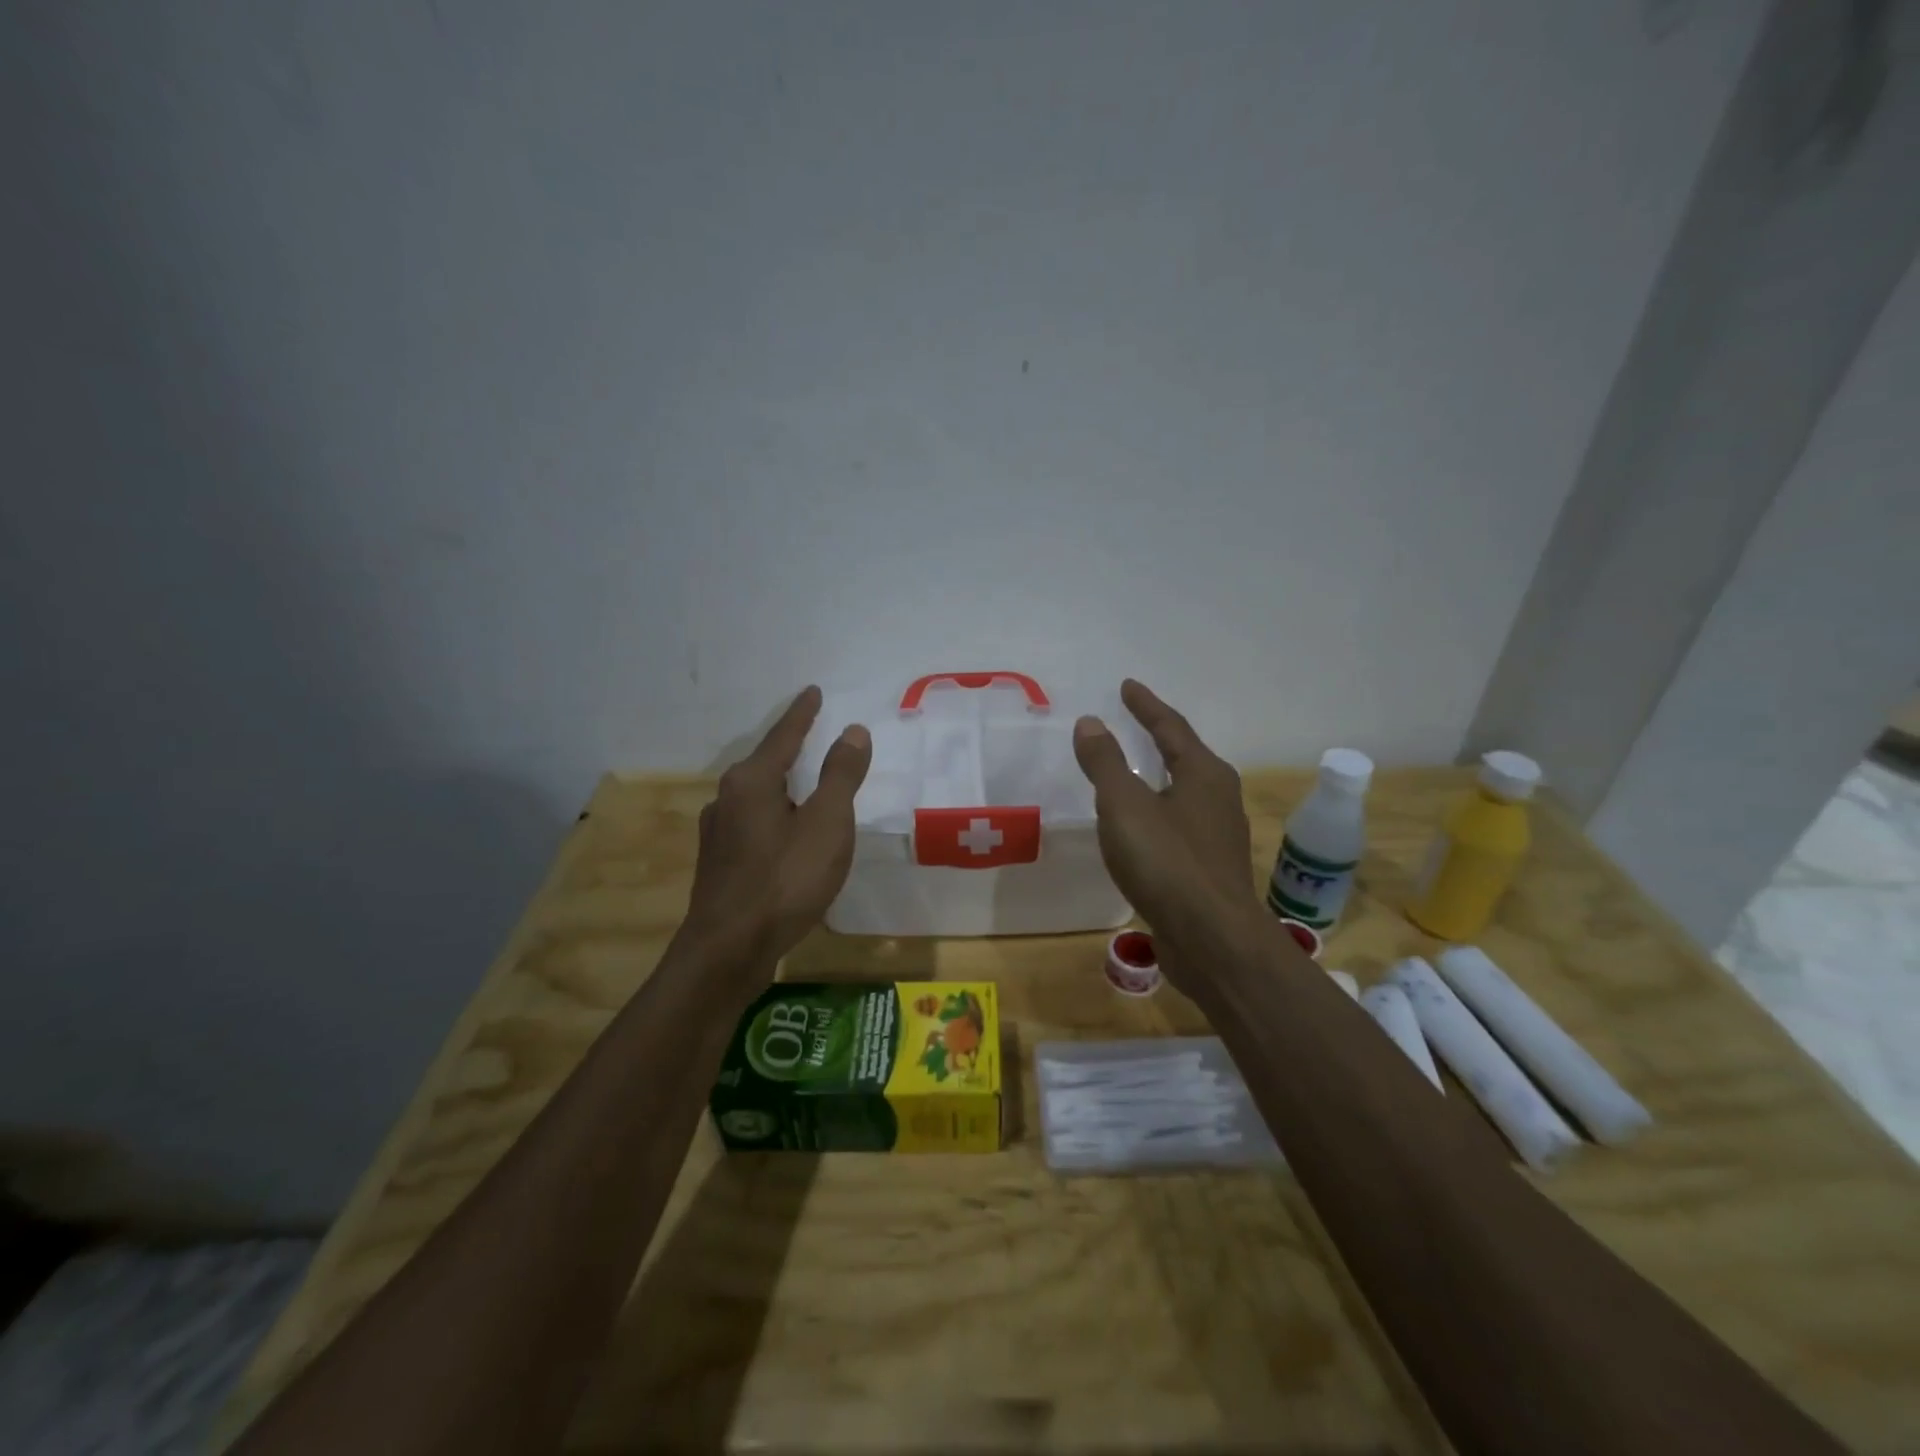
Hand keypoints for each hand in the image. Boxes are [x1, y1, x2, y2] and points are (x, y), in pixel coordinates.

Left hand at [685, 686, 871, 968]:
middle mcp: (727, 798)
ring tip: (805, 787)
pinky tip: (786, 835)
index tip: (814, 692)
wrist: (729, 949)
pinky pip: (754, 823)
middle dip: (790, 749)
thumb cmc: (785, 880)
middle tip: (814, 736)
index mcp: (752, 781)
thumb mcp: (827, 823)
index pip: (783, 736)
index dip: (803, 714)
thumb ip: (840, 775)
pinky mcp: (719, 862)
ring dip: (782, 786)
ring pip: (757, 796)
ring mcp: (717, 832)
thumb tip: (852, 731)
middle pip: (765, 763)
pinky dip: (776, 816)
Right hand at [1073, 680, 1256, 968]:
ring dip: (1160, 777)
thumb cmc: (1167, 862)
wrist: (1212, 939)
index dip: (1146, 706)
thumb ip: (1106, 763)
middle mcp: (1219, 798)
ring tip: (1134, 772)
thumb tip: (1091, 722)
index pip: (1171, 727)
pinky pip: (1179, 825)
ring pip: (1185, 793)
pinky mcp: (1210, 868)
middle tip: (1133, 723)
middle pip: (1185, 756)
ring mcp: (1219, 835)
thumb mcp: (1124, 806)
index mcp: (1203, 774)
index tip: (1127, 686)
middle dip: (1159, 738)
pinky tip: (1141, 829)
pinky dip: (1158, 812)